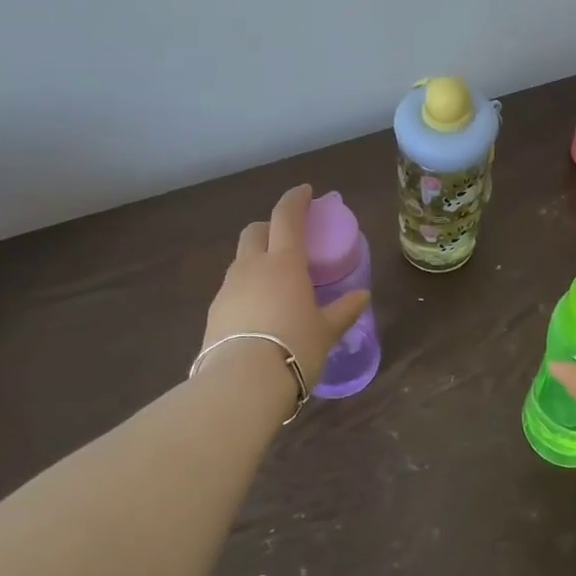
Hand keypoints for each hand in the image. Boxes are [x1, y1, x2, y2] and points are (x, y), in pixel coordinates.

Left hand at [202, 185, 369, 387]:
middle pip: (255, 231)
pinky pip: (232, 289)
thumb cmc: (294, 347)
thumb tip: (362, 296)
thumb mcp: (326, 331)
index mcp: (284, 261)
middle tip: (287, 240)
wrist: (241, 384)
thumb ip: (343, 310)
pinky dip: (246, 289)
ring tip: (275, 283)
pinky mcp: (213, 313)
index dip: (296, 199)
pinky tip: (258, 312)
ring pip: (241, 260)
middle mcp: (252, 266)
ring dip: (256, 259)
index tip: (305, 191)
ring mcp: (228, 288)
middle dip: (270, 228)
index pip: (287, 216)